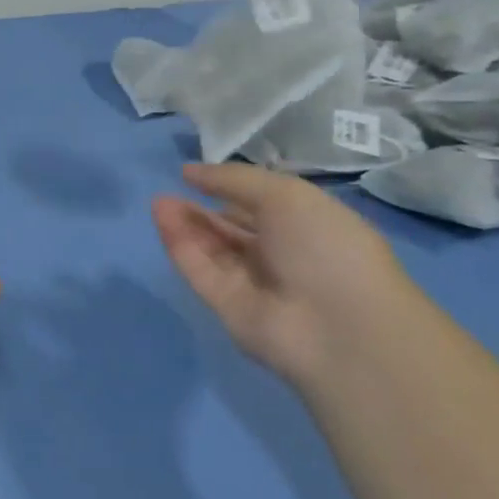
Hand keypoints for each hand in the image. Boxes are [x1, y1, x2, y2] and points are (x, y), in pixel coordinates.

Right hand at [152, 162, 421, 387]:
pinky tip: (162, 217)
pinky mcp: (227, 307)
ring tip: (159, 201)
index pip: (262, 204)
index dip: (230, 188)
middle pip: (232, 228)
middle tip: (169, 189)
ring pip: (212, 248)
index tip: (196, 174)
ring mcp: (253, 283)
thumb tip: (189, 171)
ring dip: (186, 223)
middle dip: (202, 208)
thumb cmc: (326, 247)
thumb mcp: (285, 195)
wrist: (339, 327)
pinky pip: (200, 270)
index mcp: (308, 226)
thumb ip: (233, 180)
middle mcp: (281, 255)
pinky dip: (180, 245)